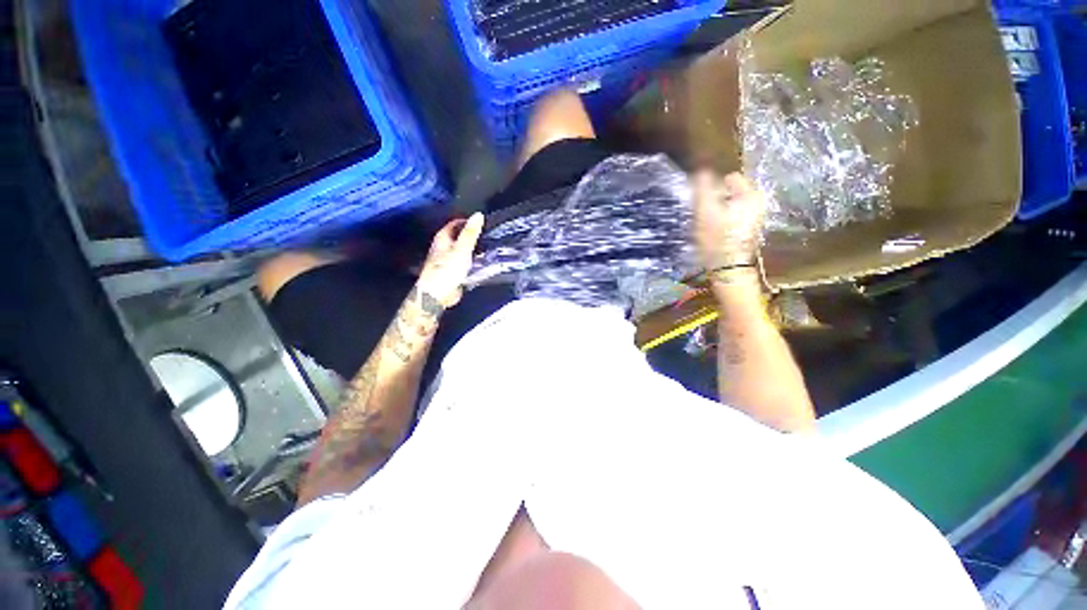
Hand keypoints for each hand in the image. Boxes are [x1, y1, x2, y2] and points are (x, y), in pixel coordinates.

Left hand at [416, 213, 484, 309]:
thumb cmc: (448, 268)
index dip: (468, 221)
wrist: (438, 294)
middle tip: (490, 235)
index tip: (484, 223)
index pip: (456, 223)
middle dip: (473, 235)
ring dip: (475, 249)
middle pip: (460, 236)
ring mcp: (448, 260)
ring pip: (464, 250)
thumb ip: (471, 233)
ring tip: (490, 247)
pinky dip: (474, 260)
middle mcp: (444, 247)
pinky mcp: (454, 271)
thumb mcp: (462, 248)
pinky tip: (484, 262)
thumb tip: (479, 214)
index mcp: (443, 238)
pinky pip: (466, 262)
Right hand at [693, 171, 765, 272]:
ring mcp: (753, 218)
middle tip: (703, 214)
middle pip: (729, 192)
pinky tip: (712, 232)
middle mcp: (757, 203)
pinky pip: (730, 217)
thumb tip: (701, 170)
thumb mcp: (705, 210)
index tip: (702, 200)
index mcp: (751, 195)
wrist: (727, 268)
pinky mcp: (746, 230)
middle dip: (714, 199)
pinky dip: (720, 220)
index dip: (713, 186)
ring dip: (715, 211)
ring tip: (706, 224)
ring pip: (728, 205)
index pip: (729, 178)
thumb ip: (702, 188)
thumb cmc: (717, 238)